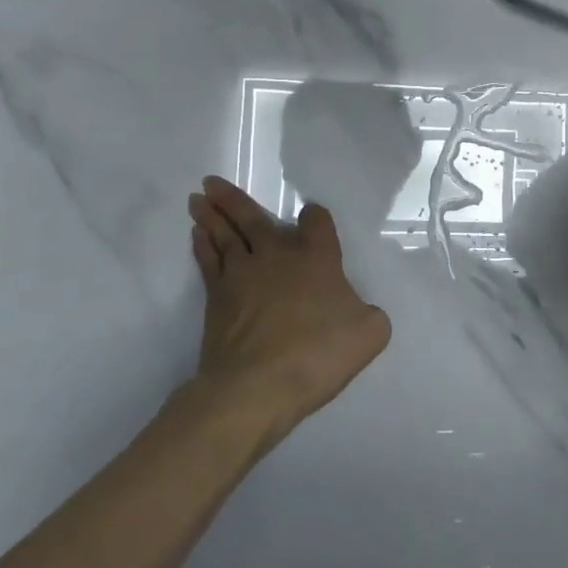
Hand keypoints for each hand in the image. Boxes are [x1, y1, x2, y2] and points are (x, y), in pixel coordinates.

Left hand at [187, 176, 390, 431]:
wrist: (257, 386)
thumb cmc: (317, 354)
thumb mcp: (370, 334)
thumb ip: (370, 315)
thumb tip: (360, 311)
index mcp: (317, 257)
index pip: (316, 221)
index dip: (314, 217)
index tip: (311, 217)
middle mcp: (277, 255)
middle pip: (253, 217)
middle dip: (233, 199)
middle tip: (211, 182)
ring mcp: (242, 274)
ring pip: (224, 234)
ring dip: (211, 215)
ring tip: (198, 198)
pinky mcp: (216, 298)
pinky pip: (208, 260)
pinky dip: (202, 244)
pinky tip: (197, 235)